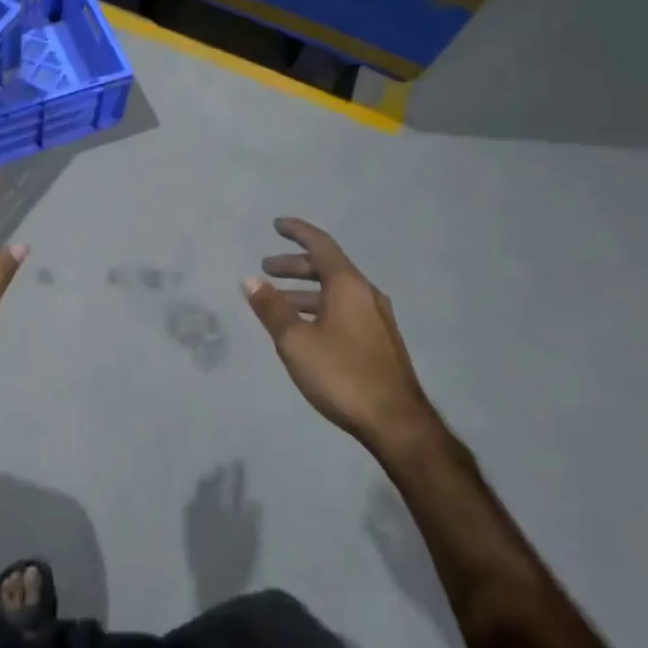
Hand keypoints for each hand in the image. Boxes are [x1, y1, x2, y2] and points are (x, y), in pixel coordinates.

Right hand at [243, 218, 439, 459]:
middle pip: (328, 267)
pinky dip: (320, 308)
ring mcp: (377, 319)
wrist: (396, 422)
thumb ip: (272, 308)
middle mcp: (366, 295)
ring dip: (305, 291)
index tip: (276, 224)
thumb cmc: (341, 374)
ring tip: (278, 303)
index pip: (321, 245)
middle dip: (295, 265)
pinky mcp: (379, 342)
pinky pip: (344, 310)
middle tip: (267, 269)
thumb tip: (251, 280)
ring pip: (335, 292)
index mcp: (349, 286)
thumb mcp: (295, 341)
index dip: (297, 231)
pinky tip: (305, 329)